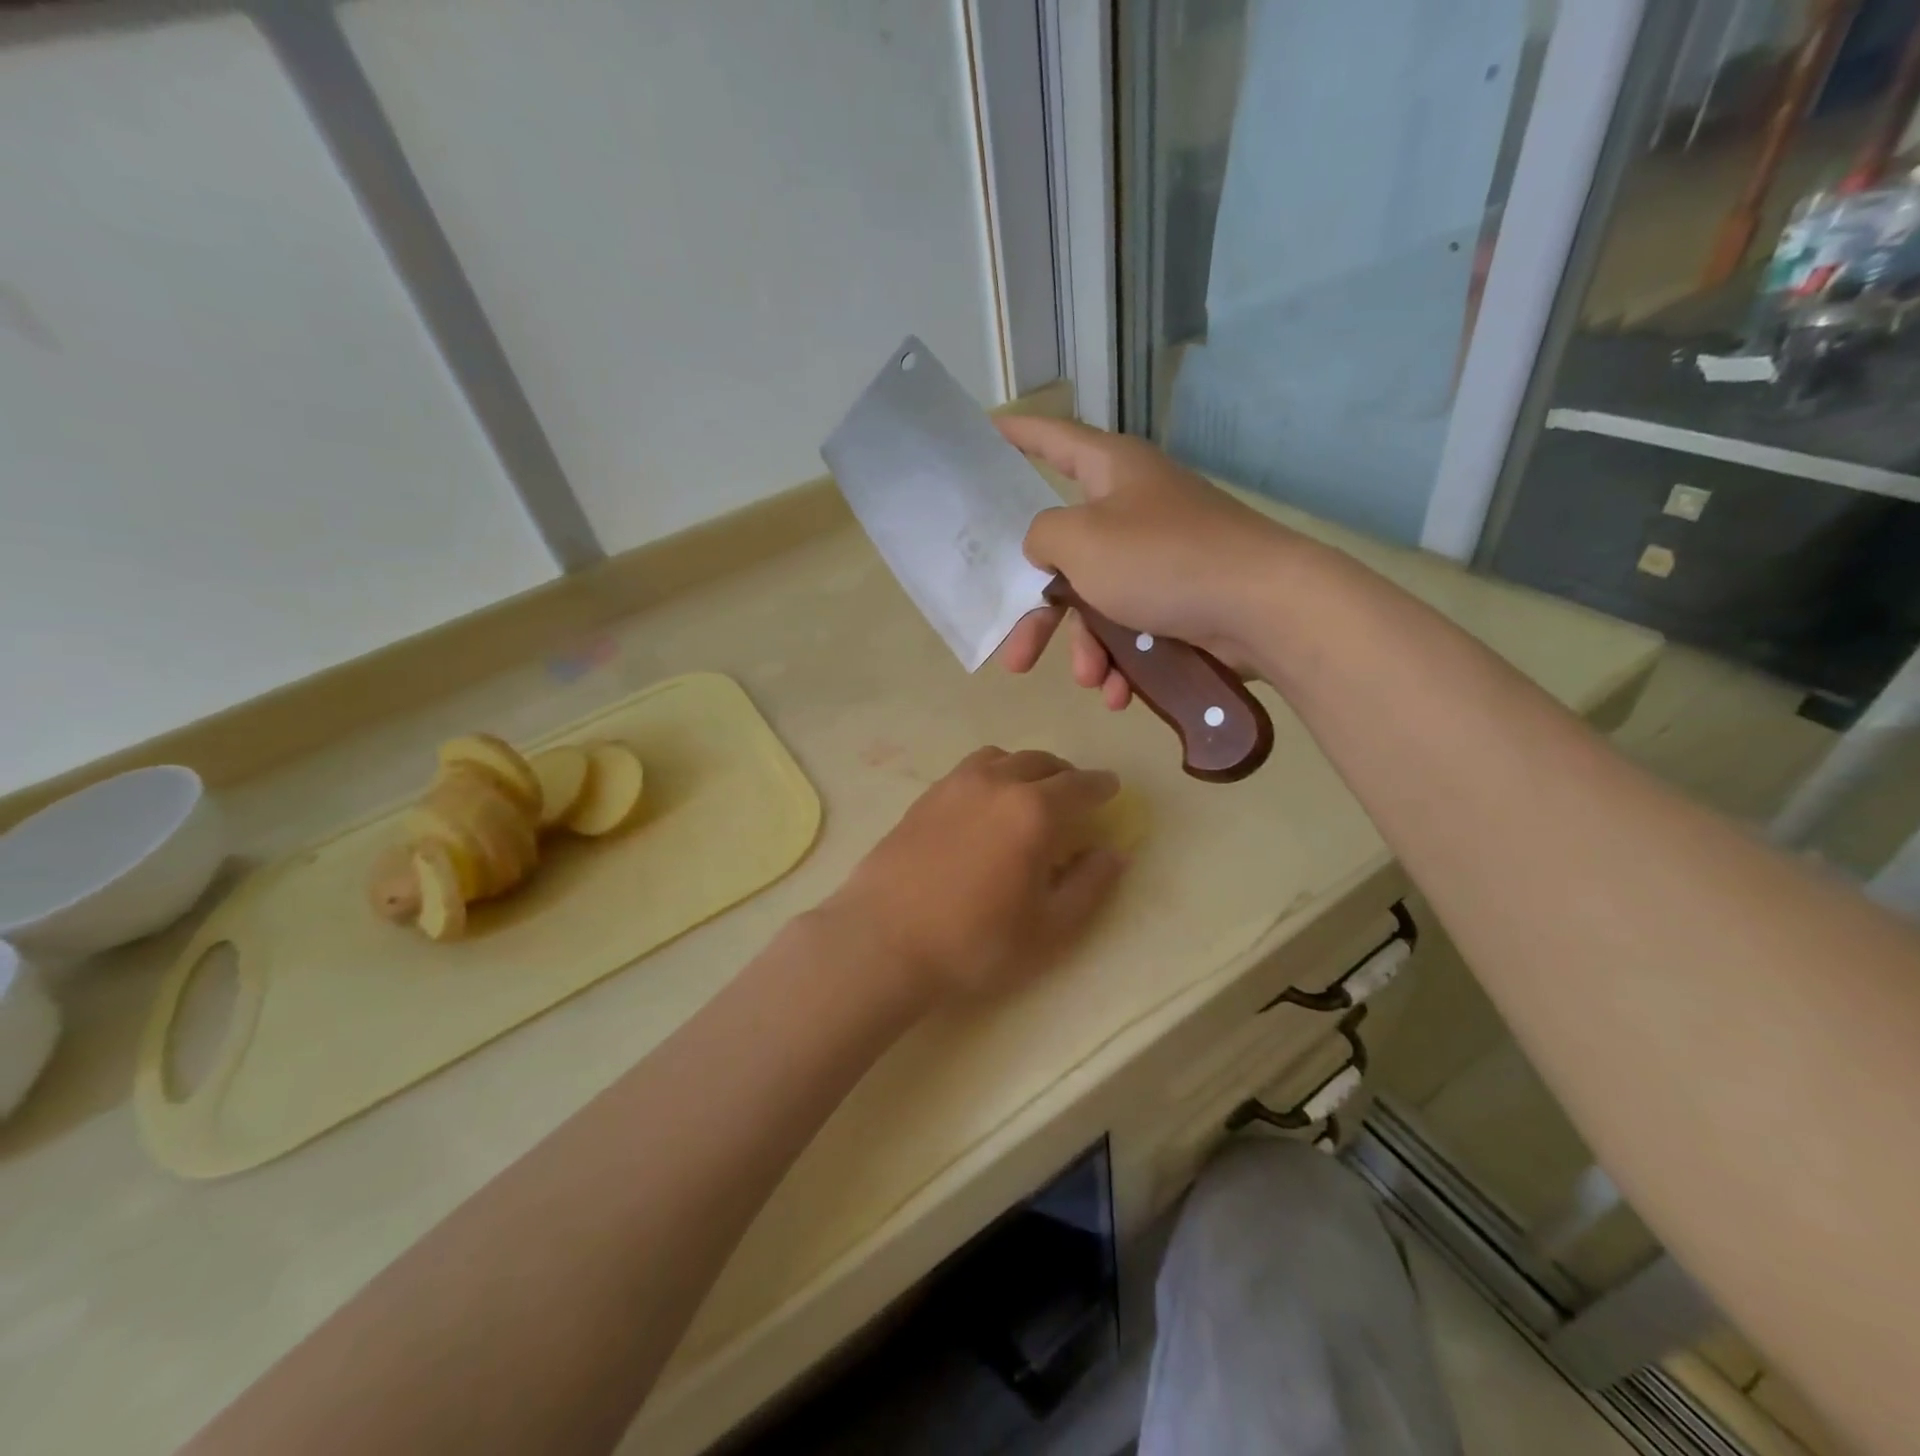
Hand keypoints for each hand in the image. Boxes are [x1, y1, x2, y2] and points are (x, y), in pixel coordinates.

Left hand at [822, 748, 1126, 1005]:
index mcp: (1034, 811)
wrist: (884, 940)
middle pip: (1041, 763)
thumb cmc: (975, 941)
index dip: (1101, 787)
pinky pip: (970, 770)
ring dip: (1026, 769)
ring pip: (1002, 759)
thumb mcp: (1049, 927)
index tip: (1111, 789)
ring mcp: (955, 785)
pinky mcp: (925, 796)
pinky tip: (986, 805)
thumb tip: (1113, 853)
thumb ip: (1089, 885)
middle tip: (1074, 795)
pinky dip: (992, 775)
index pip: (1080, 786)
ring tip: (1030, 794)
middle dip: (1065, 775)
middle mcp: (997, 783)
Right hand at [996, 416, 1289, 710]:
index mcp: (1111, 472)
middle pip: (1066, 556)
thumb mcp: (1081, 541)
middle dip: (1040, 616)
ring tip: (1092, 681)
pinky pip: (1134, 627)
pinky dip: (1124, 660)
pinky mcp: (1181, 597)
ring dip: (1088, 648)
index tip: (986, 432)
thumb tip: (1045, 546)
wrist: (1261, 606)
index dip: (1017, 434)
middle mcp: (1133, 507)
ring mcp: (1159, 555)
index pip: (1053, 440)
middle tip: (1016, 658)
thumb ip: (1043, 536)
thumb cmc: (1161, 559)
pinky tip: (1121, 692)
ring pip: (1099, 603)